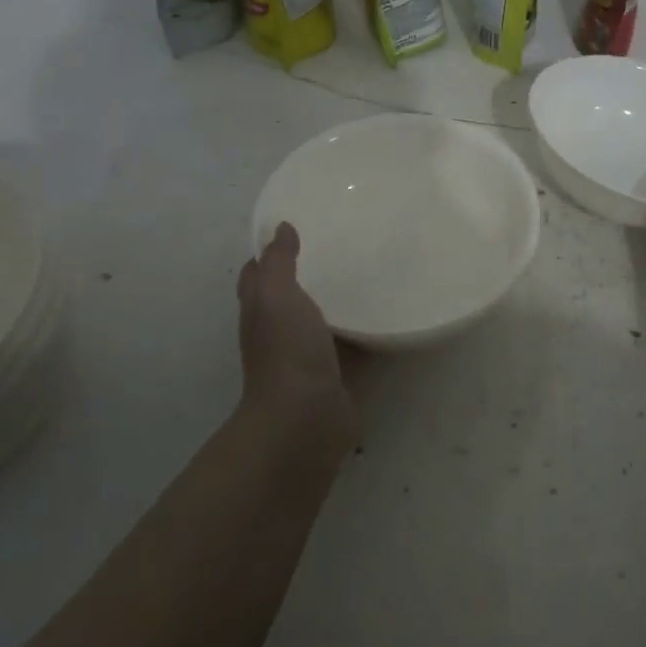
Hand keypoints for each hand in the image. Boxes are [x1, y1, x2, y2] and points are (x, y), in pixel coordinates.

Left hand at [237, 224, 355, 442]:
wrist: (305, 418)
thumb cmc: (286, 350)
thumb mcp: (276, 295)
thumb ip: (278, 261)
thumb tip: (280, 228)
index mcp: (261, 310)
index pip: (258, 274)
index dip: (270, 253)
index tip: (298, 229)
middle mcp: (280, 332)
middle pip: (291, 297)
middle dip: (310, 275)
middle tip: (342, 247)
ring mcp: (307, 356)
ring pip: (322, 321)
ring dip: (338, 303)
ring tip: (370, 274)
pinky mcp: (336, 375)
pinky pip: (351, 346)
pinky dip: (364, 332)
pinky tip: (386, 316)